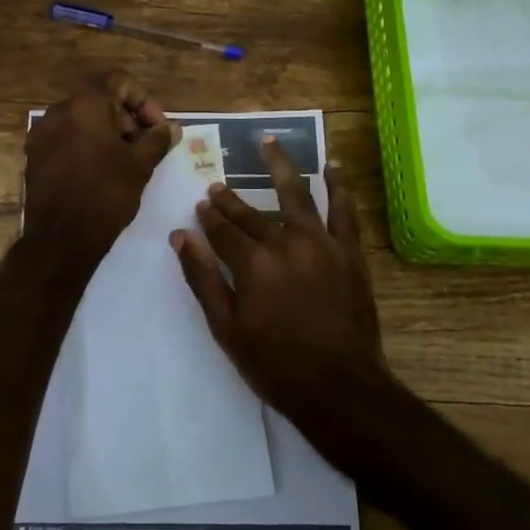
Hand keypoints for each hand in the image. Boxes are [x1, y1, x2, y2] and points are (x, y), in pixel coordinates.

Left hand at [24, 71, 179, 261]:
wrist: (60, 240)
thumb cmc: (105, 196)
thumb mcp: (140, 166)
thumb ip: (157, 140)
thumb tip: (171, 128)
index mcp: (86, 105)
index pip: (119, 81)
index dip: (143, 100)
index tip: (155, 128)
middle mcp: (59, 111)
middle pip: (99, 99)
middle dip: (126, 117)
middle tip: (144, 146)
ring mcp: (42, 133)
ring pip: (82, 119)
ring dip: (107, 132)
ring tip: (124, 161)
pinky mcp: (34, 155)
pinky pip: (66, 138)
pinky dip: (86, 145)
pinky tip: (99, 171)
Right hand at [172, 139, 397, 453]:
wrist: (340, 387)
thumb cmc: (275, 364)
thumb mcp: (226, 327)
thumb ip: (202, 278)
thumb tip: (180, 236)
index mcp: (253, 263)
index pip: (223, 230)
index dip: (209, 217)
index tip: (200, 205)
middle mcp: (286, 243)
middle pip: (252, 213)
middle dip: (231, 200)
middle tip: (218, 187)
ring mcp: (321, 244)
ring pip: (296, 194)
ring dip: (280, 166)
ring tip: (268, 142)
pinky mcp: (349, 252)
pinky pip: (344, 210)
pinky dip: (338, 185)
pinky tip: (331, 165)